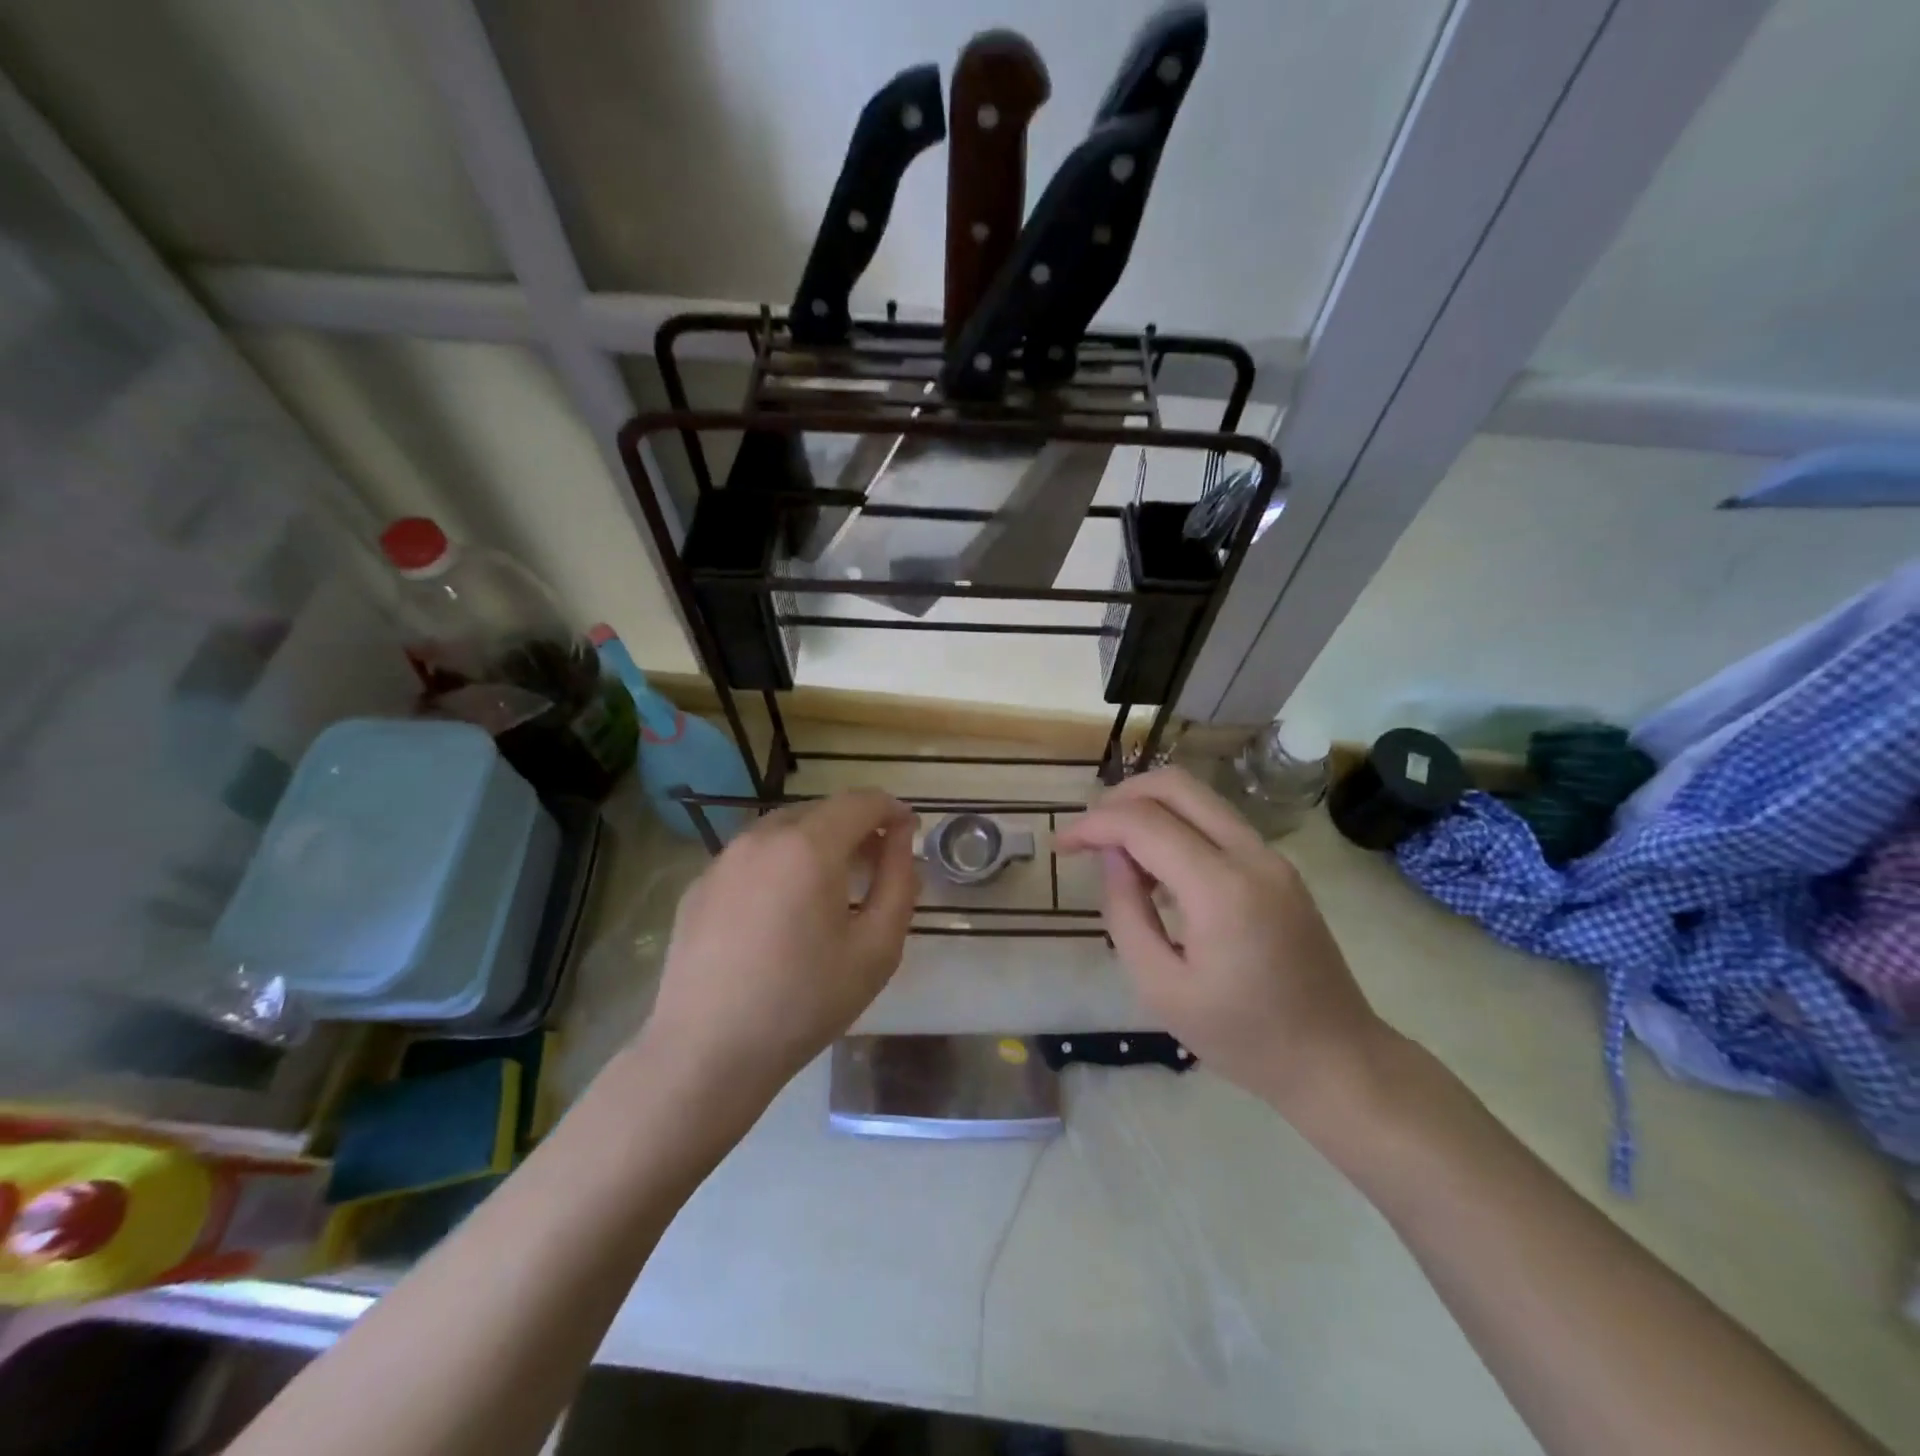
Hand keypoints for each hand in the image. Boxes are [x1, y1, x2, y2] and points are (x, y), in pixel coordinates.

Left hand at [637, 789, 919, 1108]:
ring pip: (785, 829)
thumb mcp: (876, 948)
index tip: (910, 834)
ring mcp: (724, 859)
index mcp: (808, 846)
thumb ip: (899, 882)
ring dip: (818, 843)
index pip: (861, 801)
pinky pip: (753, 856)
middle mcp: (762, 837)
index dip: (893, 810)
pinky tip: (782, 911)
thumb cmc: (804, 1002)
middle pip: (822, 810)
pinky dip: (781, 863)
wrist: (706, 1053)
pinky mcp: (699, 885)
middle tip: (877, 867)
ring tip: (831, 889)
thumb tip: (901, 840)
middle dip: (857, 827)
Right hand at [1056, 767, 1388, 1118]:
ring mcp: (1271, 856)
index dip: (1093, 825)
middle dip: (1121, 798)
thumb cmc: (1241, 1037)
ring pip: (1198, 797)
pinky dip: (1176, 826)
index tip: (1061, 846)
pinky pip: (1217, 823)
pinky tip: (1157, 870)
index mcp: (1221, 888)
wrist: (1336, 1059)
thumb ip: (1126, 912)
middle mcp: (1251, 855)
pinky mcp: (1278, 867)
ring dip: (1149, 809)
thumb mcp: (1161, 988)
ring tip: (1117, 854)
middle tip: (1089, 834)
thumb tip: (1112, 857)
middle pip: (1175, 785)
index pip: (1143, 823)